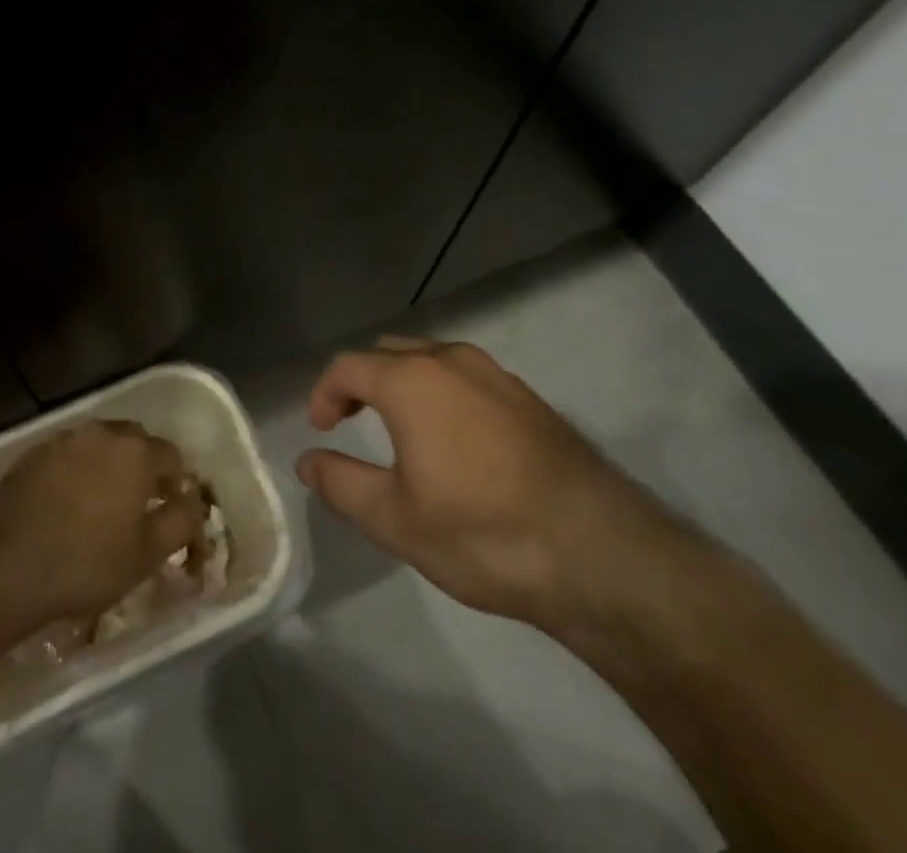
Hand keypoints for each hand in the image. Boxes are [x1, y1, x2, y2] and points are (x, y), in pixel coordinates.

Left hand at [0, 421, 204, 627]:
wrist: (4, 564)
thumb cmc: (85, 563)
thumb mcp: (146, 555)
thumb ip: (181, 522)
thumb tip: (194, 502)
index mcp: (137, 451)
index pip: (173, 456)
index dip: (177, 485)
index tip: (171, 513)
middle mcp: (103, 432)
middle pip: (136, 443)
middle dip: (143, 469)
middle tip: (139, 508)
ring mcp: (65, 439)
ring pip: (101, 446)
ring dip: (109, 468)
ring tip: (102, 507)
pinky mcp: (34, 453)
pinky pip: (70, 456)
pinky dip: (77, 473)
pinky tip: (68, 505)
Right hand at [296, 337, 684, 633]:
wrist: (599, 553)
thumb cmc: (482, 533)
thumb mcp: (395, 519)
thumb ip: (341, 484)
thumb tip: (307, 462)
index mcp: (411, 380)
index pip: (349, 366)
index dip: (324, 392)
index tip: (319, 428)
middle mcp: (452, 360)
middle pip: (389, 352)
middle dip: (362, 380)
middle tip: (350, 420)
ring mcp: (497, 375)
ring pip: (432, 359)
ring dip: (404, 382)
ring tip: (399, 427)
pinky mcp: (530, 398)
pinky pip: (468, 377)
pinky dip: (443, 392)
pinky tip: (455, 439)